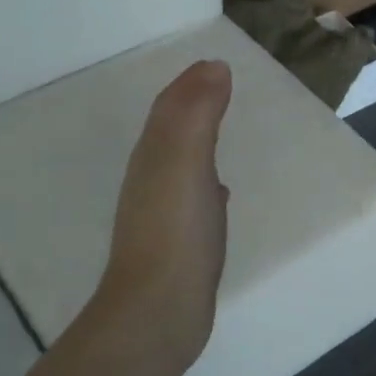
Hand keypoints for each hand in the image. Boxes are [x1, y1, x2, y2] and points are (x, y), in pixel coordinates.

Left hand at [93, 59, 232, 372]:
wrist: (160, 309)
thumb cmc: (175, 231)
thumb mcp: (185, 161)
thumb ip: (197, 114)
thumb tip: (212, 66)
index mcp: (153, 156)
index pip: (168, 109)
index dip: (189, 85)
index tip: (216, 67)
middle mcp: (152, 179)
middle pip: (172, 133)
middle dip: (193, 109)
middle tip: (222, 91)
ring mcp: (164, 214)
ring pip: (182, 165)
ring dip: (199, 144)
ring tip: (222, 132)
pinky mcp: (181, 242)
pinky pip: (195, 199)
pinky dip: (208, 184)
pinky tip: (221, 193)